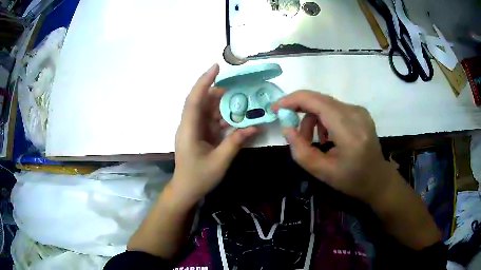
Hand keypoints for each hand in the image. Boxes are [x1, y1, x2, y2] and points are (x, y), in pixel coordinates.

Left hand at [171, 64, 257, 205]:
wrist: (186, 190)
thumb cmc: (199, 177)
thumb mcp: (220, 161)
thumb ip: (236, 142)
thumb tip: (254, 126)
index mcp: (189, 129)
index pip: (195, 99)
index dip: (204, 82)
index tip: (216, 67)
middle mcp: (189, 125)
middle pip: (201, 102)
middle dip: (218, 93)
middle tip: (238, 89)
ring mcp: (193, 130)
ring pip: (207, 110)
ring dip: (222, 106)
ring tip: (240, 102)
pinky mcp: (198, 135)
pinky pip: (210, 120)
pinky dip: (222, 118)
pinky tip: (234, 119)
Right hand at [275, 90, 394, 204]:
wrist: (377, 179)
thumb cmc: (351, 180)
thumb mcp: (322, 172)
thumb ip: (300, 150)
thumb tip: (286, 128)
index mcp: (349, 132)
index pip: (317, 102)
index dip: (293, 100)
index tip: (275, 108)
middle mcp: (356, 114)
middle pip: (319, 100)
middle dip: (299, 111)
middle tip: (292, 131)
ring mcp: (359, 111)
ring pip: (325, 103)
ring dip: (312, 118)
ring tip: (312, 140)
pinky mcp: (360, 111)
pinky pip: (334, 107)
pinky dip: (323, 119)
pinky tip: (326, 136)